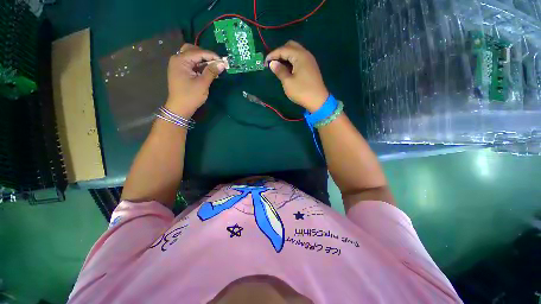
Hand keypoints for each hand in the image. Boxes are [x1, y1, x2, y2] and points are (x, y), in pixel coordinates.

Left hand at [165, 43, 225, 116]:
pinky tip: (206, 70)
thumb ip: (212, 72)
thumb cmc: (190, 96)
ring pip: (191, 56)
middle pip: (192, 50)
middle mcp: (177, 59)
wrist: (180, 108)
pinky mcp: (180, 71)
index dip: (211, 55)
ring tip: (213, 66)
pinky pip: (191, 63)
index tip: (223, 61)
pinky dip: (199, 65)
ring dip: (202, 59)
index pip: (198, 52)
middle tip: (216, 62)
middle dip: (205, 55)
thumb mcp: (202, 84)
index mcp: (180, 60)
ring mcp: (178, 65)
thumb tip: (222, 63)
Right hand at [265, 41, 328, 112]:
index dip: (273, 54)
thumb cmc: (302, 91)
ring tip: (279, 66)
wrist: (318, 101)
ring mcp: (309, 60)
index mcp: (300, 56)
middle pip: (291, 46)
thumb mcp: (288, 82)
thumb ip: (279, 71)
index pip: (283, 49)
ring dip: (286, 56)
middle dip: (280, 52)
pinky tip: (287, 69)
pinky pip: (299, 58)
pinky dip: (292, 60)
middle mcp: (306, 54)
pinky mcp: (311, 67)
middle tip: (273, 63)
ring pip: (296, 52)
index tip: (265, 62)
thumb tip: (272, 63)